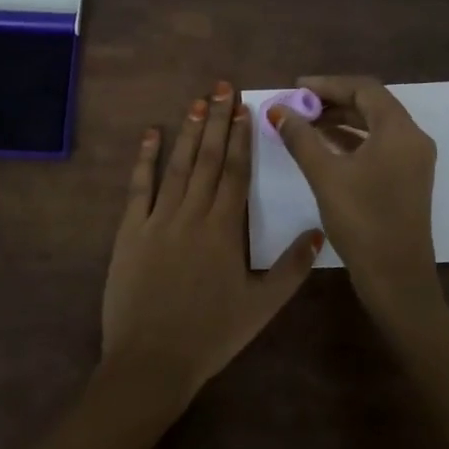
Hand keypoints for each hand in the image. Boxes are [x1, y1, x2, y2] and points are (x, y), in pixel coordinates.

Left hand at [101, 82, 322, 406]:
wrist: (151, 361)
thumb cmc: (211, 335)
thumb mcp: (261, 307)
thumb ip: (292, 269)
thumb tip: (318, 231)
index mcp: (224, 229)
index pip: (235, 172)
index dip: (240, 137)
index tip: (244, 108)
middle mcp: (192, 214)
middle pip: (208, 159)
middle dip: (216, 120)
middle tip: (222, 87)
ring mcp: (158, 219)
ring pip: (177, 166)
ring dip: (188, 132)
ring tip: (197, 101)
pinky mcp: (130, 231)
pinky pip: (138, 188)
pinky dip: (144, 159)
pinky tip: (150, 135)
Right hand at [270, 75, 443, 331]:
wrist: (397, 279)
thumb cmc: (362, 221)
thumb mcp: (325, 175)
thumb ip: (301, 137)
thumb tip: (278, 110)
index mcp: (399, 131)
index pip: (364, 89)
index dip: (328, 84)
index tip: (296, 88)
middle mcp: (412, 138)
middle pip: (372, 104)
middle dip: (333, 101)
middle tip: (298, 105)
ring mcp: (413, 160)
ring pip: (375, 125)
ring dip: (341, 120)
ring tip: (305, 123)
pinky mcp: (407, 178)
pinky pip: (379, 145)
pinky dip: (352, 139)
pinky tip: (324, 146)